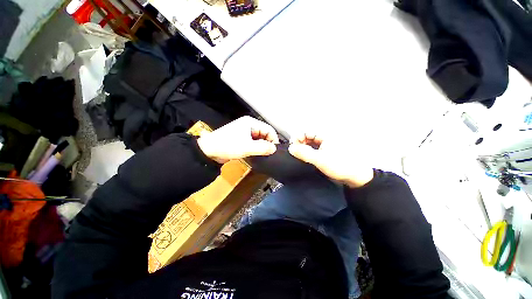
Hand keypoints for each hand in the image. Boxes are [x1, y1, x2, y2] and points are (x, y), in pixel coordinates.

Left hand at [197, 116, 278, 163]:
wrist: (209, 150)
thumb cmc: (228, 146)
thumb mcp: (247, 147)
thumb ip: (263, 148)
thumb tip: (274, 148)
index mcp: (251, 123)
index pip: (269, 129)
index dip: (273, 140)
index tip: (274, 151)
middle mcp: (249, 125)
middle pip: (265, 133)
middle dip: (267, 143)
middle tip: (268, 154)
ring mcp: (245, 132)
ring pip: (259, 139)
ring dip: (262, 147)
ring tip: (262, 155)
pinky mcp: (242, 138)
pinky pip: (253, 142)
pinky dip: (256, 148)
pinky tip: (256, 154)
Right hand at [288, 133, 373, 187]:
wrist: (355, 177)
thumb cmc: (340, 166)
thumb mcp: (319, 159)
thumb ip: (304, 153)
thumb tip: (291, 148)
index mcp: (325, 135)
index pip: (306, 132)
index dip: (297, 137)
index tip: (292, 146)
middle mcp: (325, 138)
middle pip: (308, 137)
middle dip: (299, 143)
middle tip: (294, 151)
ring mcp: (326, 145)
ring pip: (310, 143)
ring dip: (303, 148)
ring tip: (299, 155)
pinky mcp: (326, 151)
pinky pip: (314, 149)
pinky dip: (308, 152)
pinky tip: (306, 157)